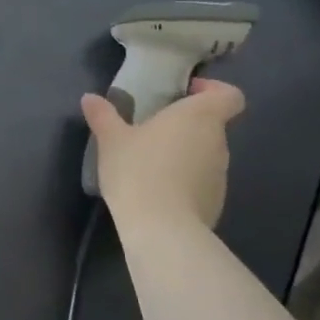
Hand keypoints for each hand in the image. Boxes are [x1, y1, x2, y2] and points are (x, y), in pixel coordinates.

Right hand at [80, 79, 245, 231]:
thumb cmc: (138, 169)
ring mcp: (220, 176)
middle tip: (152, 127)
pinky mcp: (215, 203)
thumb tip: (90, 98)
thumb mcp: (111, 139)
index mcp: (199, 117)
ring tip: (149, 161)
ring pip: (205, 154)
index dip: (212, 90)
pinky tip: (155, 190)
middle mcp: (218, 143)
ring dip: (183, 152)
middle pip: (212, 124)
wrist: (161, 230)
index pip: (229, 96)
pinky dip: (183, 180)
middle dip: (185, 124)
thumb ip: (103, 115)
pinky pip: (201, 181)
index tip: (184, 93)